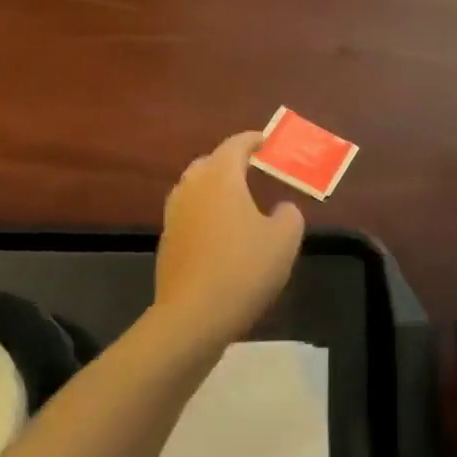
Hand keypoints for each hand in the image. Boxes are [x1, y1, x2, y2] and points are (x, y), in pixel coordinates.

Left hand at [154, 131, 304, 347]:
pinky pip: (189, 215)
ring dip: (215, 188)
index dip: (253, 140)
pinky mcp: (167, 243)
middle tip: (253, 169)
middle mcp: (192, 189)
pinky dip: (206, 213)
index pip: (235, 145)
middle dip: (230, 162)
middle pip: (209, 163)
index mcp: (220, 178)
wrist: (194, 316)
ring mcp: (174, 216)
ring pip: (195, 189)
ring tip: (238, 201)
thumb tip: (282, 208)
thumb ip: (289, 215)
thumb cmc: (244, 269)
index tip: (267, 142)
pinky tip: (223, 234)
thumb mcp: (285, 240)